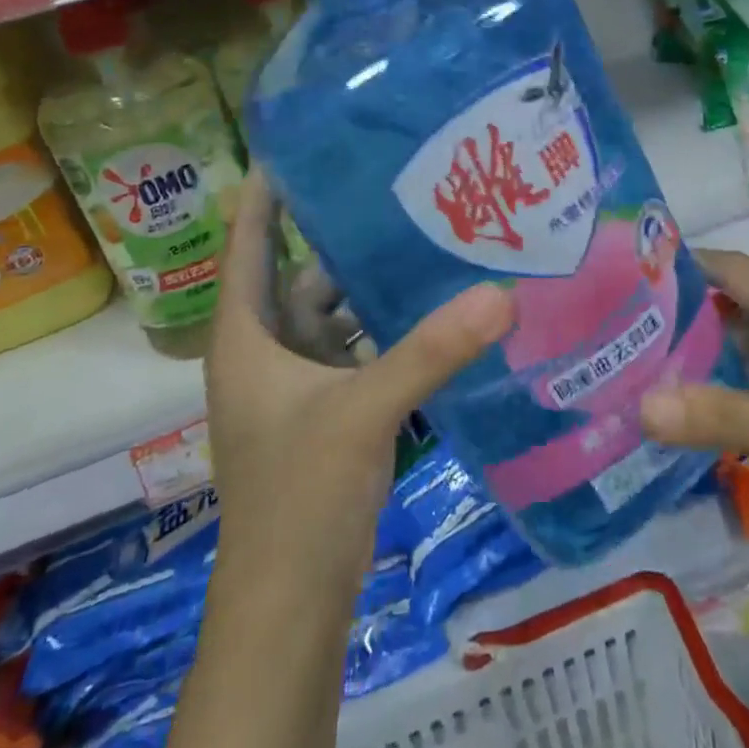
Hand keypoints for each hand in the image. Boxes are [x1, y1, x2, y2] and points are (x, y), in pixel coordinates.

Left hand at [205, 173, 511, 587]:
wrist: (291, 604)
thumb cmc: (300, 495)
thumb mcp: (363, 411)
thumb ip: (430, 351)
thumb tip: (501, 294)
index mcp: (247, 336)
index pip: (250, 244)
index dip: (267, 195)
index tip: (302, 143)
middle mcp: (266, 350)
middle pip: (300, 274)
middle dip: (340, 235)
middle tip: (393, 186)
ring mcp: (297, 384)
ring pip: (332, 314)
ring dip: (368, 284)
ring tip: (420, 235)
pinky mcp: (327, 410)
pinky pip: (356, 349)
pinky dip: (384, 329)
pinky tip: (429, 308)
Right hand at [639, 249, 748, 564]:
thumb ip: (722, 418)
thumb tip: (638, 407)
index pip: (722, 266)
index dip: (675, 268)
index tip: (625, 287)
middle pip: (739, 302)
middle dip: (690, 324)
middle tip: (635, 353)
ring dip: (727, 358)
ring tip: (675, 387)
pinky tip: (747, 416)